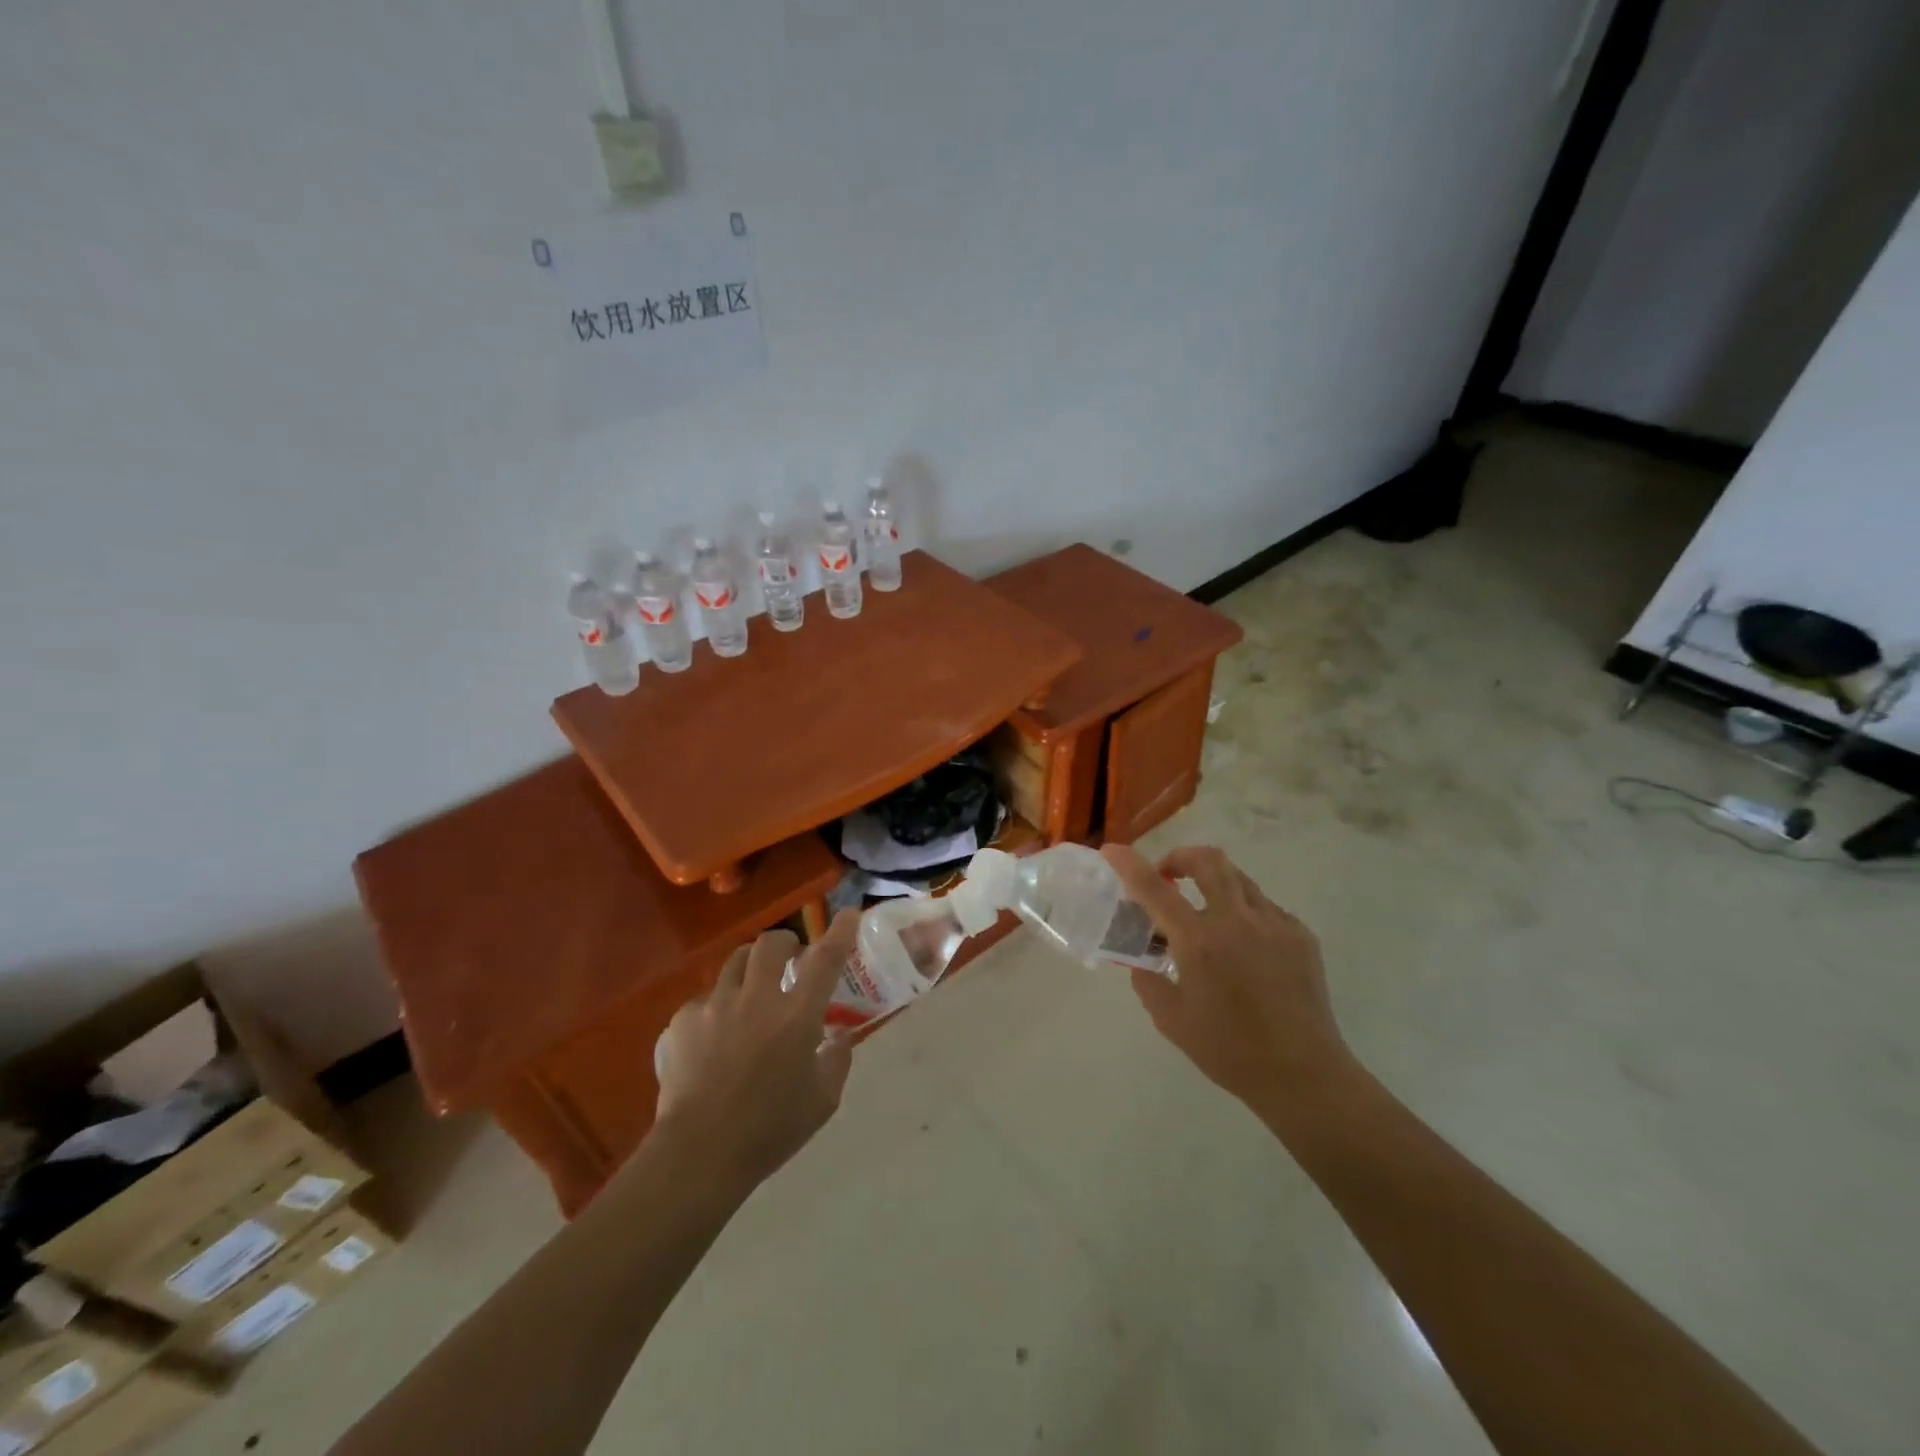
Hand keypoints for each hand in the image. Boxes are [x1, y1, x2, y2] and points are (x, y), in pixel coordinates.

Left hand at [651, 911, 860, 1194]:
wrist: (698, 1153)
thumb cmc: (770, 1130)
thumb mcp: (822, 1102)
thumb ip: (837, 1060)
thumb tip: (838, 1035)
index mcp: (797, 1015)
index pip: (826, 959)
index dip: (840, 932)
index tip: (848, 913)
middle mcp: (757, 998)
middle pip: (772, 944)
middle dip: (786, 942)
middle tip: (791, 958)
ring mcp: (716, 1005)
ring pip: (736, 961)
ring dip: (752, 966)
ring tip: (753, 987)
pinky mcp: (683, 1021)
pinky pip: (705, 999)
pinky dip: (718, 1007)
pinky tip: (716, 1034)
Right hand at [1103, 844, 1353, 1110]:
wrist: (1304, 1075)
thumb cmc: (1230, 1051)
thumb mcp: (1172, 1021)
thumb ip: (1149, 983)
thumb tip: (1143, 963)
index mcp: (1199, 942)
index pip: (1154, 888)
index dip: (1128, 863)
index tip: (1112, 850)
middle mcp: (1236, 921)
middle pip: (1208, 861)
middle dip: (1181, 857)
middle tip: (1169, 876)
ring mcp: (1274, 924)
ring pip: (1239, 879)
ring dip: (1214, 883)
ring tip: (1207, 913)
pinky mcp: (1300, 935)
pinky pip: (1265, 907)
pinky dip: (1244, 913)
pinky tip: (1244, 946)